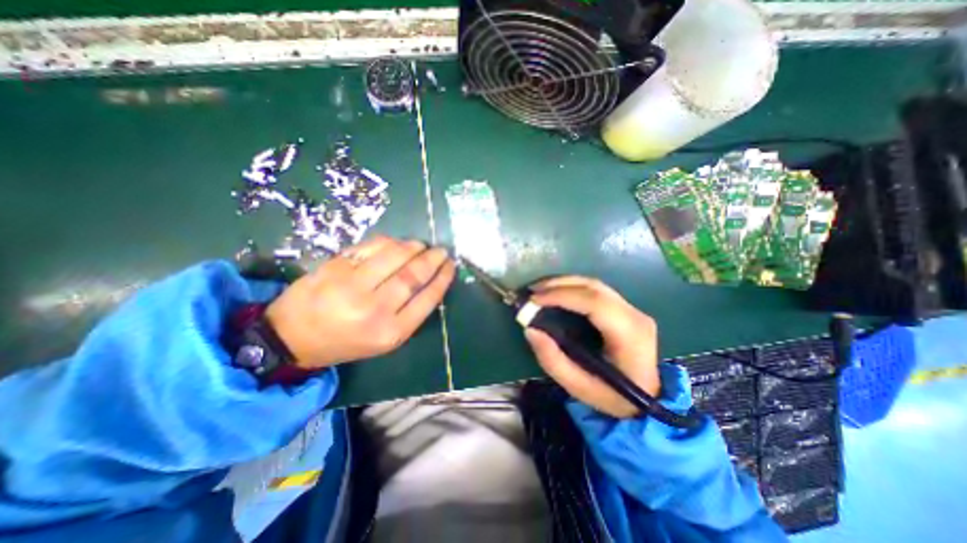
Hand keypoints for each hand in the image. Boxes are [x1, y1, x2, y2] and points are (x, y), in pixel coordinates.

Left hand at [263, 236, 457, 370]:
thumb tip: (429, 281)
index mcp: (390, 332)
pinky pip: (371, 248)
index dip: (442, 278)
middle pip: (412, 275)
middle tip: (441, 251)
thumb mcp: (383, 341)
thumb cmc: (345, 342)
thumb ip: (408, 313)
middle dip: (432, 259)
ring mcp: (352, 286)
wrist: (292, 337)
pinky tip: (397, 244)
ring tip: (421, 246)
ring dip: (413, 247)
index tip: (450, 266)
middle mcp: (374, 309)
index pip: (427, 298)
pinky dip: (389, 243)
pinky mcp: (336, 267)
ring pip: (394, 256)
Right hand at [526, 276, 660, 419]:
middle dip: (558, 285)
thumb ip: (552, 360)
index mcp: (629, 334)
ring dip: (564, 283)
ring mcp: (632, 309)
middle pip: (593, 287)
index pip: (594, 303)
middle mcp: (634, 315)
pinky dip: (572, 287)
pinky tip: (556, 292)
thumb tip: (531, 330)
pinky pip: (595, 291)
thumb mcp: (579, 387)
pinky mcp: (625, 308)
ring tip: (539, 289)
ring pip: (594, 285)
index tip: (534, 300)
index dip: (561, 296)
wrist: (650, 400)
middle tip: (532, 291)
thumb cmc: (614, 397)